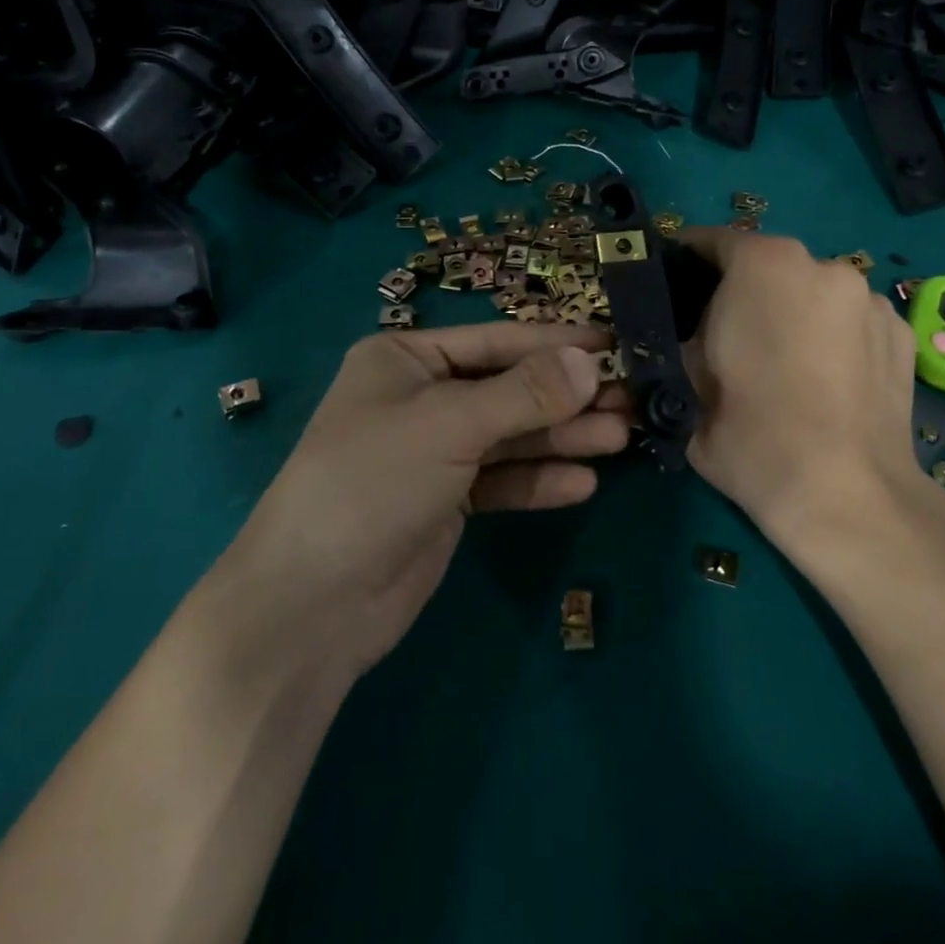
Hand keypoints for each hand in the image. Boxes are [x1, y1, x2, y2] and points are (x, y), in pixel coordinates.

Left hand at [207, 323, 628, 682]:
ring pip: (509, 436)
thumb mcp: (449, 424)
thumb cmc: (373, 482)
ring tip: (621, 438)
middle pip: (508, 389)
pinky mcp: (444, 502)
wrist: (313, 602)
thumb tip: (590, 363)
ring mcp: (432, 452)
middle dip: (566, 397)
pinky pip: (500, 480)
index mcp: (405, 359)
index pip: (496, 341)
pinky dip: (537, 480)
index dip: (555, 343)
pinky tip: (582, 484)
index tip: (615, 346)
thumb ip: (524, 394)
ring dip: (562, 438)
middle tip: (631, 399)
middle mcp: (420, 397)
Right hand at [680, 228, 944, 548]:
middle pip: (767, 266)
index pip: (712, 241)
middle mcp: (823, 265)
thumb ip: (680, 339)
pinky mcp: (902, 335)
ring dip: (792, 312)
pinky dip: (833, 336)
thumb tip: (687, 333)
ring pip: (812, 292)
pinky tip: (826, 380)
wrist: (844, 495)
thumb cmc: (749, 433)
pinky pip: (850, 320)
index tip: (673, 286)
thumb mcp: (684, 382)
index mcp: (763, 265)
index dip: (686, 261)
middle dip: (742, 291)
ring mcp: (870, 299)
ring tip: (783, 364)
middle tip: (726, 337)